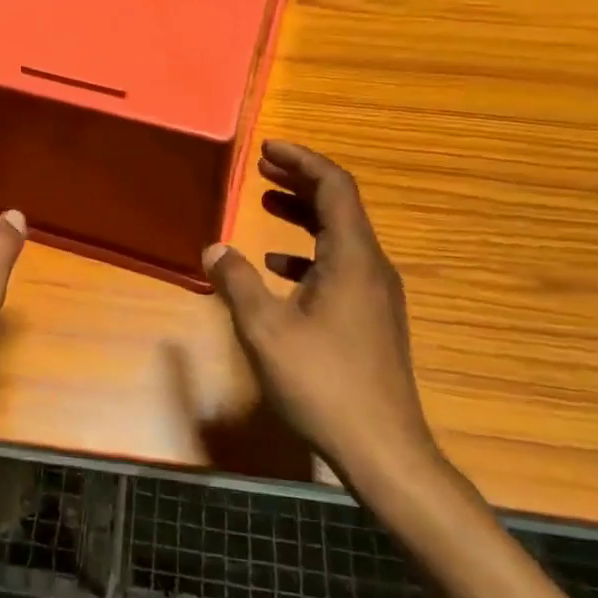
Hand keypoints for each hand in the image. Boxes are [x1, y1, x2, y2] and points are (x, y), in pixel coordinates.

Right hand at [203, 140, 441, 495]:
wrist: (383, 449)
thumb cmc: (323, 382)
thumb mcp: (266, 329)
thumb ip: (238, 281)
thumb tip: (215, 247)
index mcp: (352, 257)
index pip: (334, 187)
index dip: (302, 160)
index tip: (268, 148)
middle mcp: (371, 266)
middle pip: (339, 206)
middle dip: (300, 181)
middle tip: (261, 168)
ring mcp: (376, 294)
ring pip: (339, 236)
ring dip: (302, 215)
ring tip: (264, 203)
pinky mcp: (371, 318)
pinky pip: (339, 266)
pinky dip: (308, 254)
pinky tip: (278, 267)